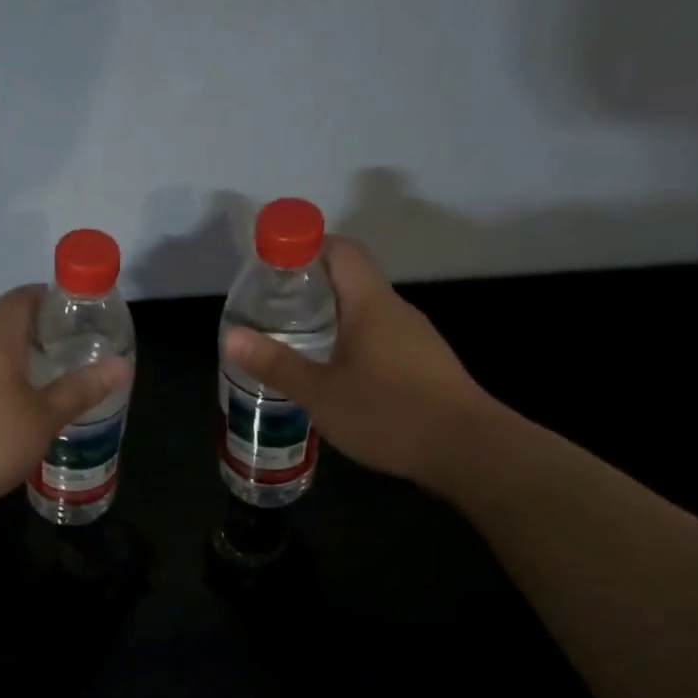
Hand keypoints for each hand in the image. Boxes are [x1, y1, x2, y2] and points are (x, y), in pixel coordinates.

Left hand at [0, 286, 131, 550]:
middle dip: (41, 332)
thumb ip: (80, 389)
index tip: (83, 321)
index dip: (57, 301)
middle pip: (7, 319)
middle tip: (73, 354)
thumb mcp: (43, 418)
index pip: (27, 296)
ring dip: (17, 357)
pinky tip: (10, 405)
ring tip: (48, 380)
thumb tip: (121, 365)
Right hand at [222, 237, 493, 490]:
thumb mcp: (321, 392)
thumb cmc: (388, 413)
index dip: (307, 247)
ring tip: (296, 344)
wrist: (467, 450)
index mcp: (370, 303)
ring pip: (366, 313)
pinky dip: (352, 343)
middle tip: (272, 310)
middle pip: (351, 280)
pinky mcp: (424, 365)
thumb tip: (231, 337)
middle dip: (310, 288)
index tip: (273, 265)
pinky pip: (380, 339)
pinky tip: (335, 376)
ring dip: (331, 319)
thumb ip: (277, 364)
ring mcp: (415, 338)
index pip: (341, 250)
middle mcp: (396, 310)